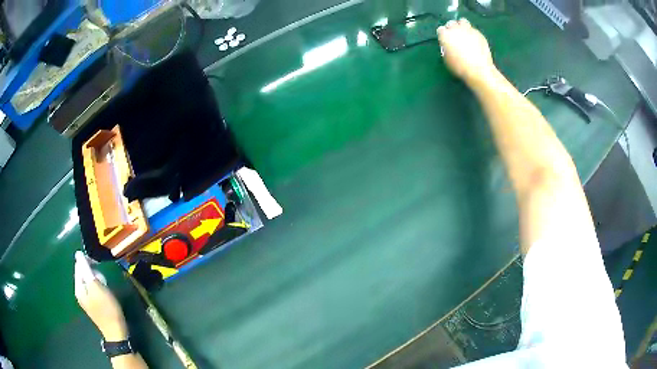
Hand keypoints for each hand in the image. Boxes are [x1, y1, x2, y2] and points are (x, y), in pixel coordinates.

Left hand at [74, 251, 127, 340]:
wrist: (116, 332)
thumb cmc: (107, 309)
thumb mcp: (97, 287)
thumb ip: (87, 271)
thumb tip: (78, 254)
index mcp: (78, 288)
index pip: (78, 266)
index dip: (87, 261)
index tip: (98, 263)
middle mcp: (79, 292)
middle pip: (83, 273)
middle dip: (93, 272)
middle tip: (103, 278)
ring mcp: (86, 300)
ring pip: (89, 281)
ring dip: (97, 280)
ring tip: (105, 286)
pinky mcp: (93, 304)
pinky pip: (93, 289)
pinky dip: (99, 287)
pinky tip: (105, 293)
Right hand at [437, 19, 496, 84]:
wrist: (479, 70)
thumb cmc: (460, 67)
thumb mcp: (447, 59)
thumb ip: (446, 49)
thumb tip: (448, 46)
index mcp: (445, 35)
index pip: (441, 30)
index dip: (443, 35)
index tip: (445, 41)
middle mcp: (456, 29)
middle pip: (451, 23)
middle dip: (452, 28)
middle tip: (455, 36)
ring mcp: (468, 30)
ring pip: (463, 21)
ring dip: (462, 26)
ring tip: (464, 34)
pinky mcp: (479, 34)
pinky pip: (473, 29)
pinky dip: (472, 33)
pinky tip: (474, 41)